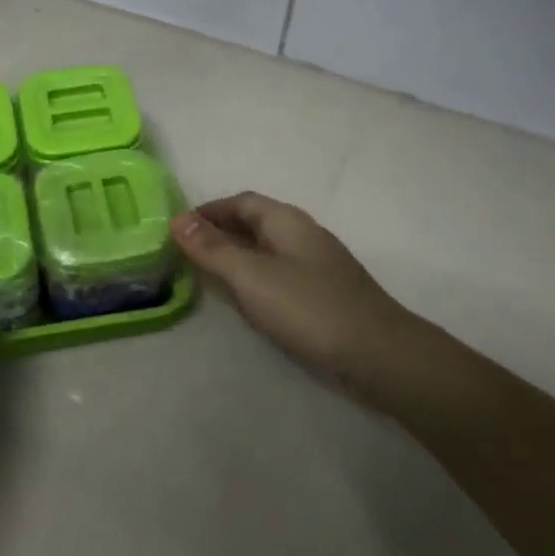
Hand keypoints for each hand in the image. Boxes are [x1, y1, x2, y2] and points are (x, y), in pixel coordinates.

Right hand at [170, 192, 410, 385]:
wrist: (378, 354)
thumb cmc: (308, 307)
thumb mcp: (250, 276)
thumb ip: (212, 248)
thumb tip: (176, 218)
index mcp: (286, 221)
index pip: (241, 201)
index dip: (208, 211)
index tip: (179, 229)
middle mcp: (303, 234)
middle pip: (255, 223)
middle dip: (220, 232)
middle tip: (187, 253)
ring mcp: (317, 264)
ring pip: (268, 250)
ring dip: (237, 256)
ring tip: (209, 276)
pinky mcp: (324, 293)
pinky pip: (280, 273)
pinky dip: (256, 278)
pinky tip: (248, 300)